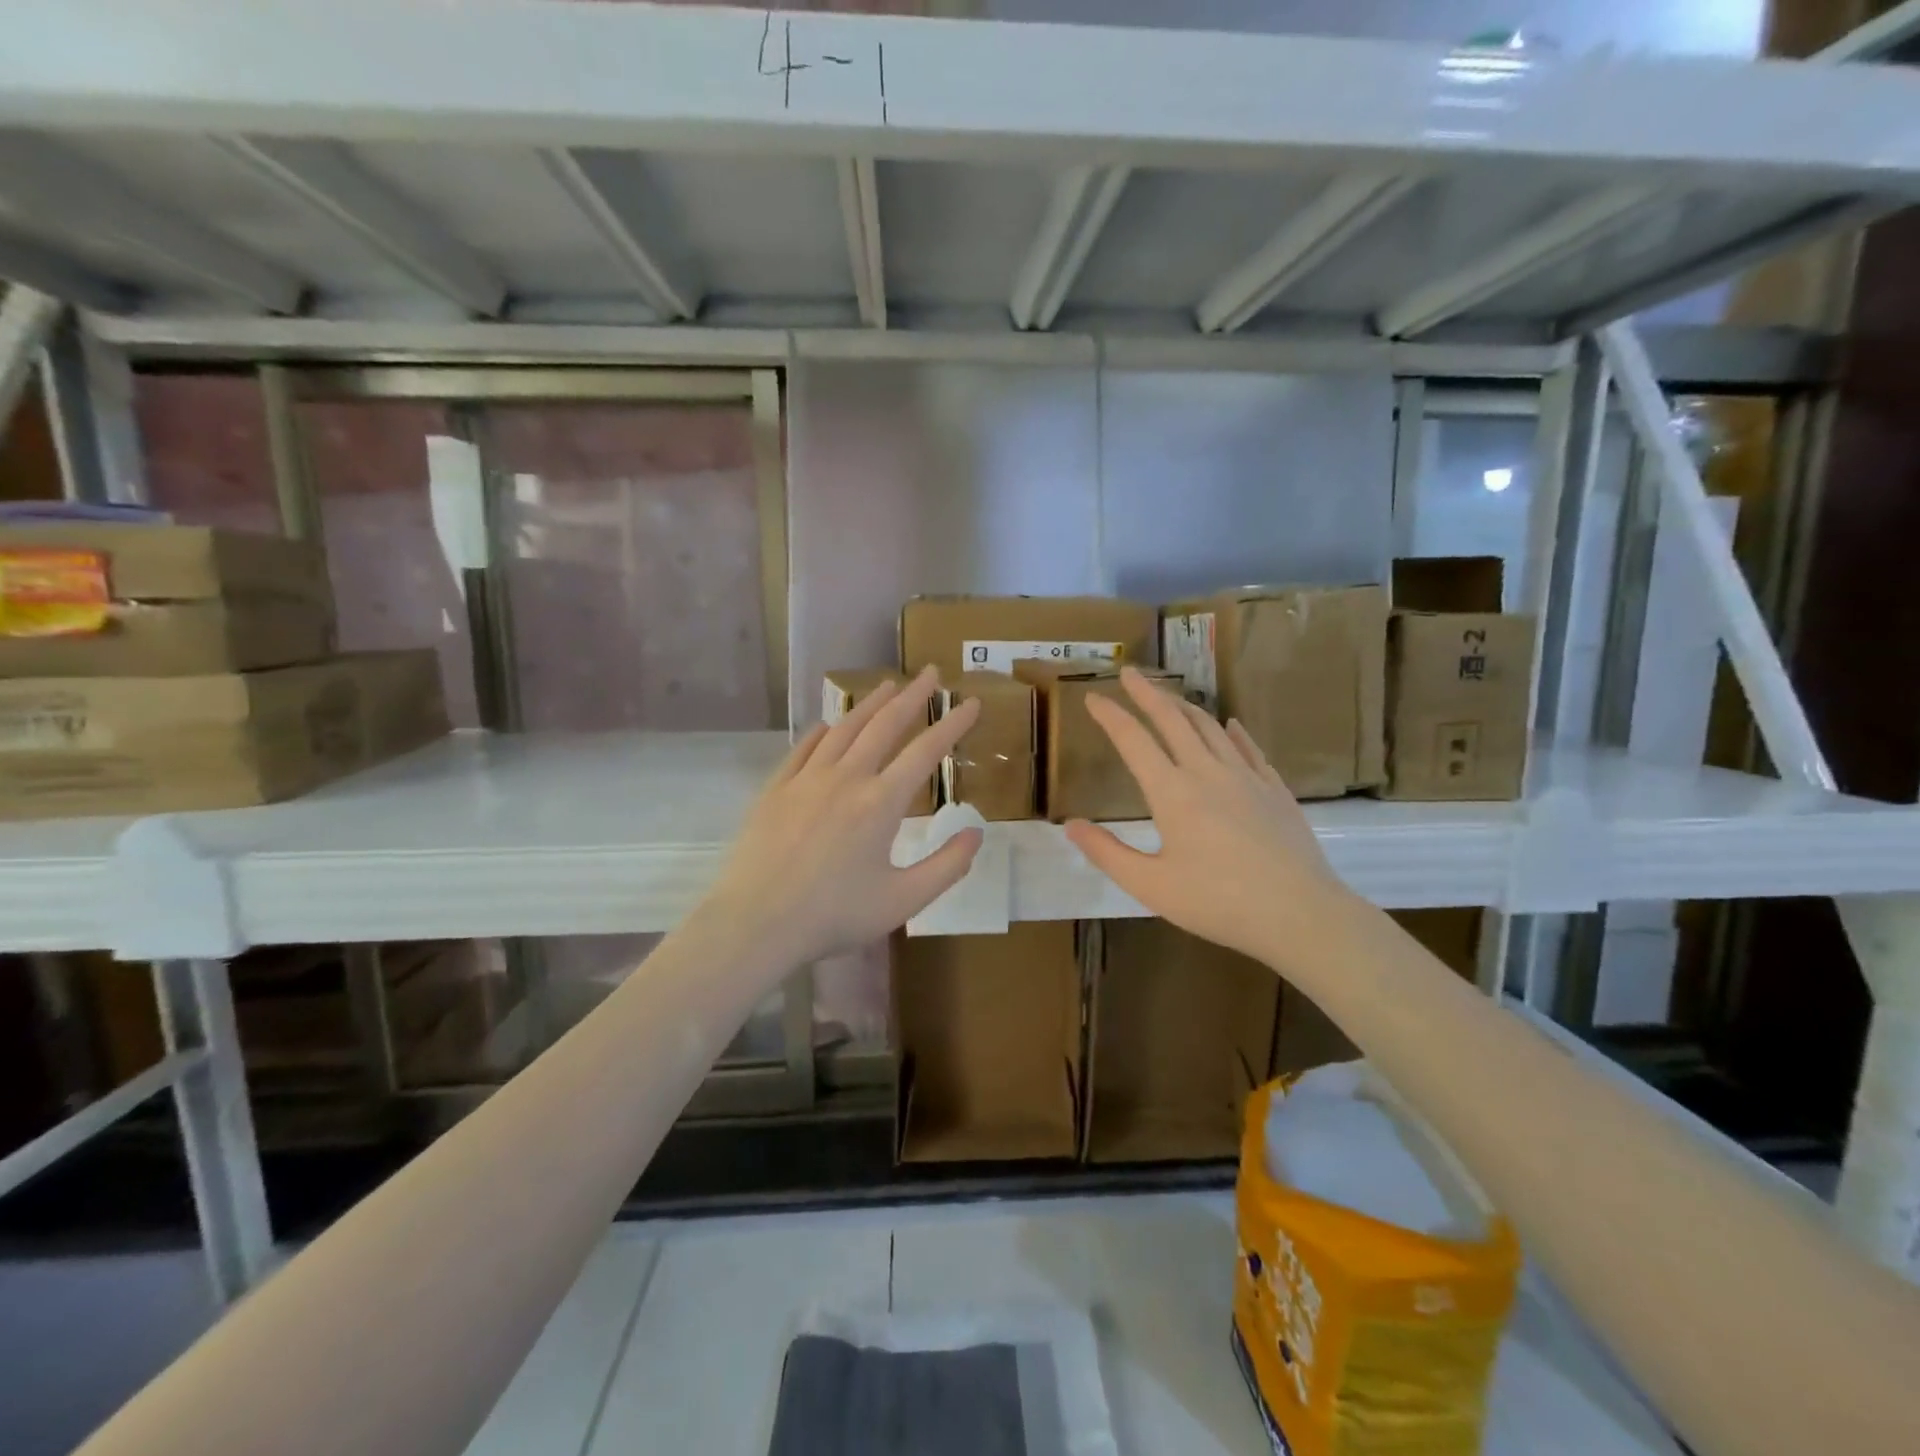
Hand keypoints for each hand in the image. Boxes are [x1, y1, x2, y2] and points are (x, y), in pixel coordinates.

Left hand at [704, 667, 982, 969]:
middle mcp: (846, 778)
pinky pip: (804, 749)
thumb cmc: (835, 915)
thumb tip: (976, 832)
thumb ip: (947, 866)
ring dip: (870, 704)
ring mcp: (807, 779)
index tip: (970, 704)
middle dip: (912, 697)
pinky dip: (823, 732)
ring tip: (888, 686)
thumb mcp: (904, 900)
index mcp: (881, 803)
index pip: (925, 752)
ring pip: (844, 729)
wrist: (756, 922)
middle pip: (884, 725)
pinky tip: (829, 726)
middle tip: (930, 674)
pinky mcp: (776, 789)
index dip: (952, 725)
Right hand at [1064, 666, 1348, 968]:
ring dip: (1185, 706)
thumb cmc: (1218, 903)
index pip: (1134, 740)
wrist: (1299, 913)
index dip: (1111, 715)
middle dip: (1148, 693)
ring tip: (1170, 696)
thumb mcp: (1150, 886)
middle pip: (1173, 720)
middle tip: (1131, 673)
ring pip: (1211, 728)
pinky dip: (1233, 731)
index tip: (1092, 696)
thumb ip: (1107, 853)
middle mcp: (1208, 772)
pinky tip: (1231, 724)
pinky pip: (1249, 748)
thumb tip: (1070, 824)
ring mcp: (1246, 777)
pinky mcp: (1274, 790)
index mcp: (1172, 792)